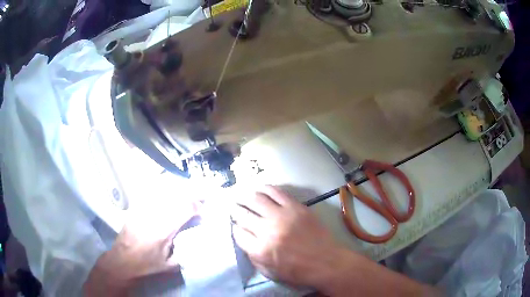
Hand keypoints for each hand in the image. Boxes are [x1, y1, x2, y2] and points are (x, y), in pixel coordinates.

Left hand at [83, 200, 198, 295]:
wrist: (122, 261)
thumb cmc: (146, 266)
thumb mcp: (170, 266)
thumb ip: (184, 255)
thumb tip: (195, 246)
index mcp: (165, 230)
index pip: (185, 209)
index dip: (197, 206)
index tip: (204, 207)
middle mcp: (155, 216)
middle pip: (176, 198)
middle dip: (191, 195)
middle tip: (202, 194)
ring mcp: (143, 210)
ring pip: (164, 194)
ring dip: (178, 193)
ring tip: (187, 193)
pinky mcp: (136, 210)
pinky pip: (151, 196)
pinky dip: (163, 193)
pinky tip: (167, 194)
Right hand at [231, 185, 344, 288]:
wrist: (326, 261)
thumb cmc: (298, 271)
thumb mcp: (270, 272)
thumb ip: (253, 257)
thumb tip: (245, 241)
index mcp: (260, 250)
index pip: (237, 232)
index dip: (234, 227)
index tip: (234, 225)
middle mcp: (267, 230)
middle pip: (242, 214)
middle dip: (234, 210)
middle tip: (232, 207)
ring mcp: (282, 216)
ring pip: (256, 199)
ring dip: (245, 197)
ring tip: (242, 196)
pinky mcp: (295, 207)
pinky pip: (276, 192)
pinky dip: (265, 188)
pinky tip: (260, 189)